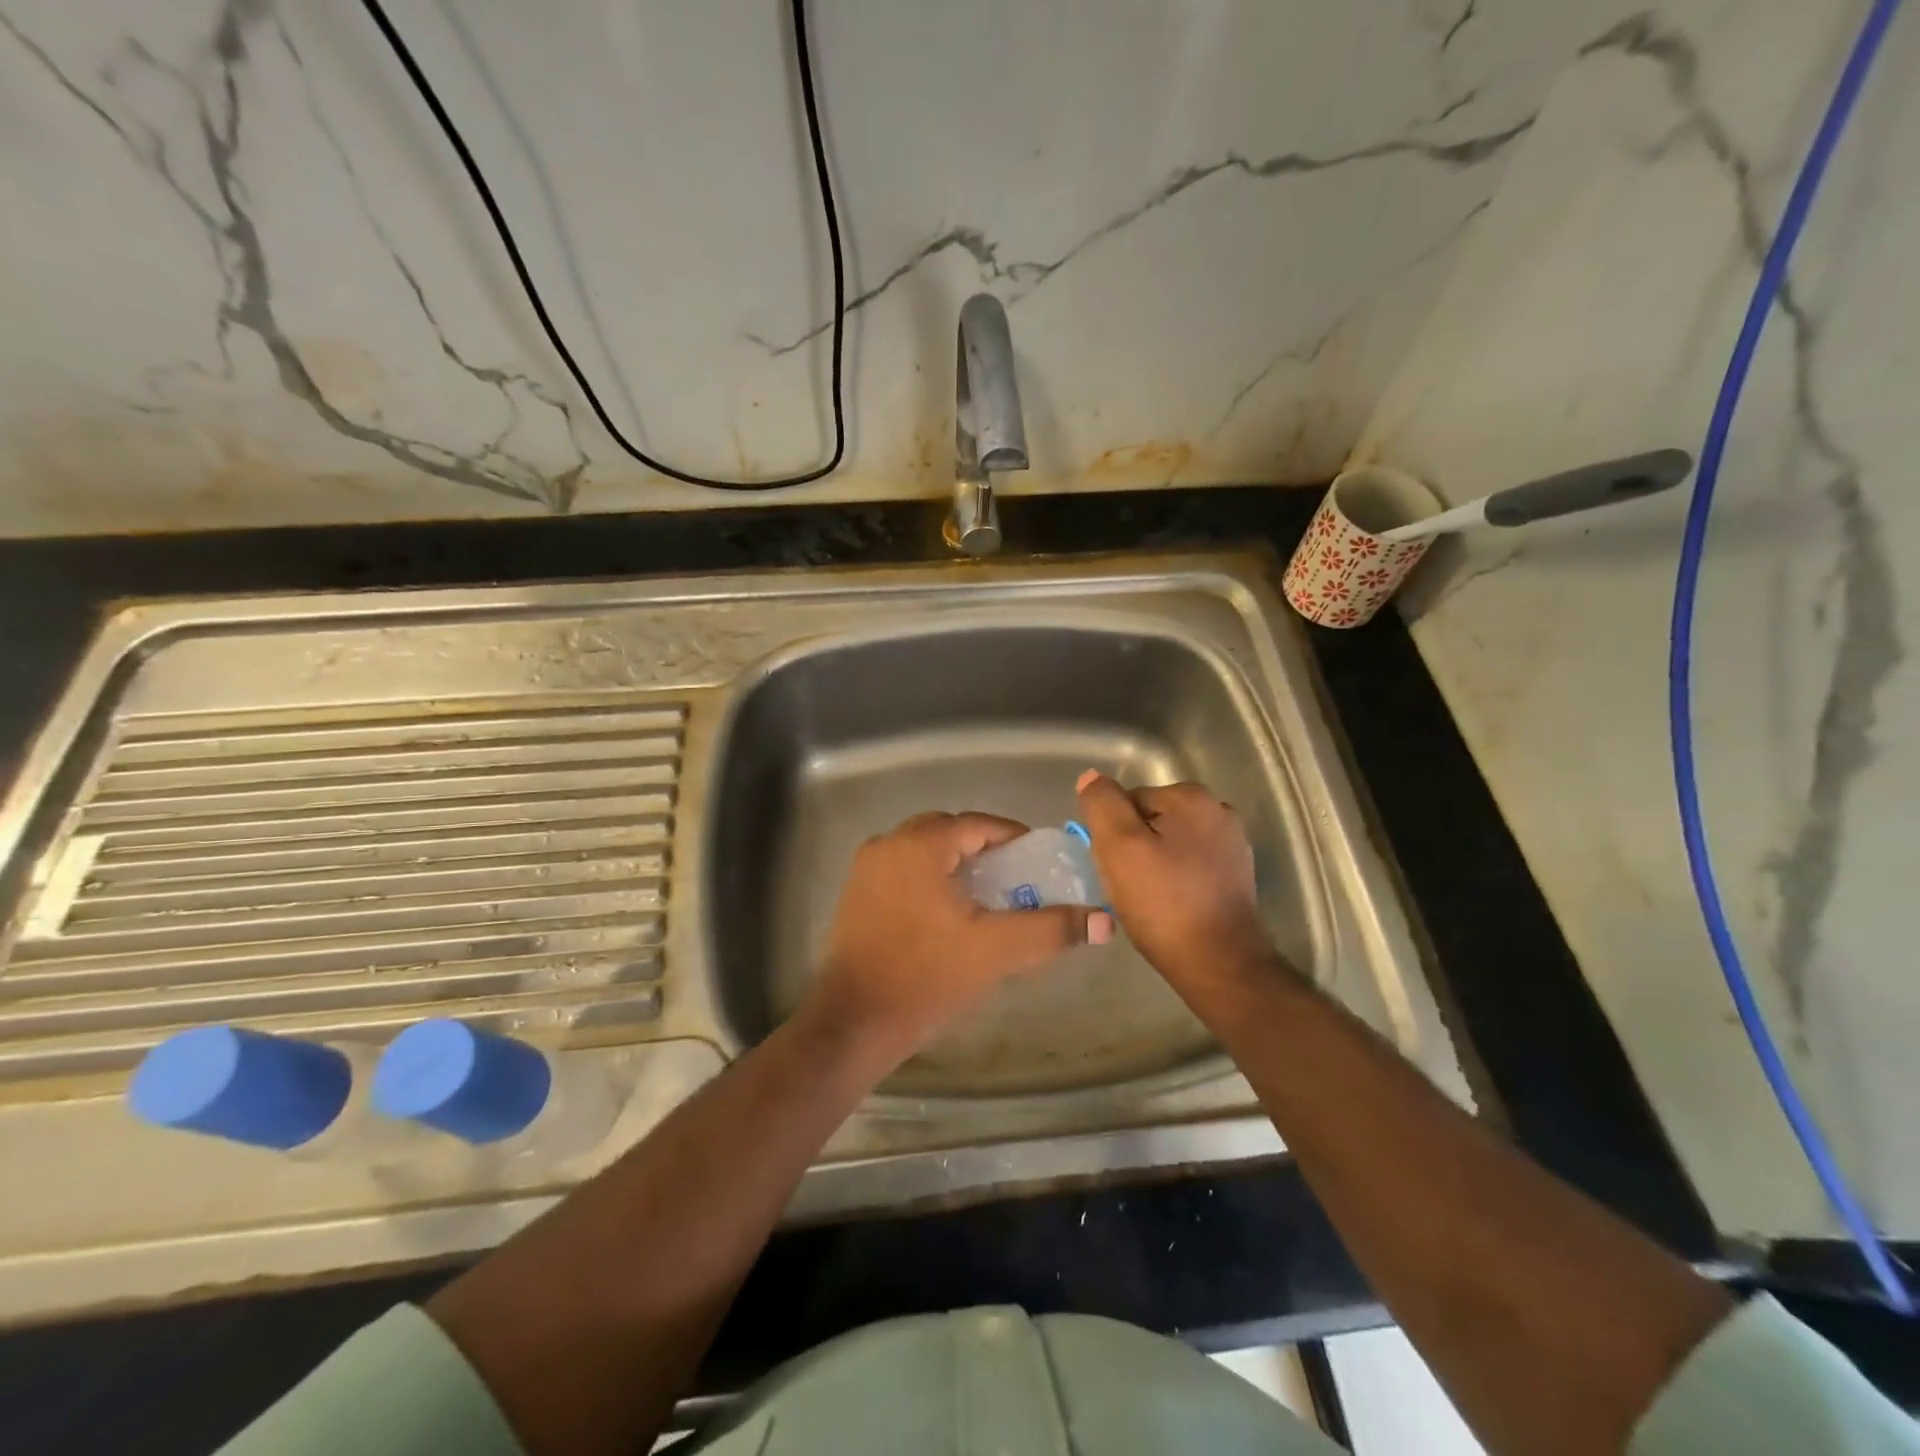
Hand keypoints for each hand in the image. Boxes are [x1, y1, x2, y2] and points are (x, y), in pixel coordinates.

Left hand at [809, 812, 1114, 1059]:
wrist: (855, 1022)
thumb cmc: (927, 976)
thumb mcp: (996, 950)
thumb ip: (1051, 929)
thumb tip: (1104, 921)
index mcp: (919, 844)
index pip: (977, 824)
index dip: (1013, 838)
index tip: (1040, 861)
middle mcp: (889, 844)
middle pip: (949, 832)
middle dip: (985, 849)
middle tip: (1016, 878)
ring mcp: (867, 868)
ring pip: (924, 851)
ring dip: (957, 864)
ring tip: (988, 896)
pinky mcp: (856, 894)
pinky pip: (904, 870)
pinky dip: (931, 878)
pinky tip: (948, 913)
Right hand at [1075, 771, 1273, 986]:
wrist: (1218, 963)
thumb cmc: (1163, 903)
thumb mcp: (1118, 847)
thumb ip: (1102, 804)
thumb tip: (1091, 777)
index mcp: (1191, 797)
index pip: (1128, 801)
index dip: (1112, 833)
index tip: (1113, 866)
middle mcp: (1218, 810)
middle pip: (1150, 819)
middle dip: (1133, 846)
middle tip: (1127, 885)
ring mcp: (1232, 843)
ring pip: (1169, 842)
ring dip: (1153, 863)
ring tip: (1147, 898)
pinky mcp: (1236, 874)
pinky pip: (1189, 864)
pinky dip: (1175, 879)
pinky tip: (1170, 905)